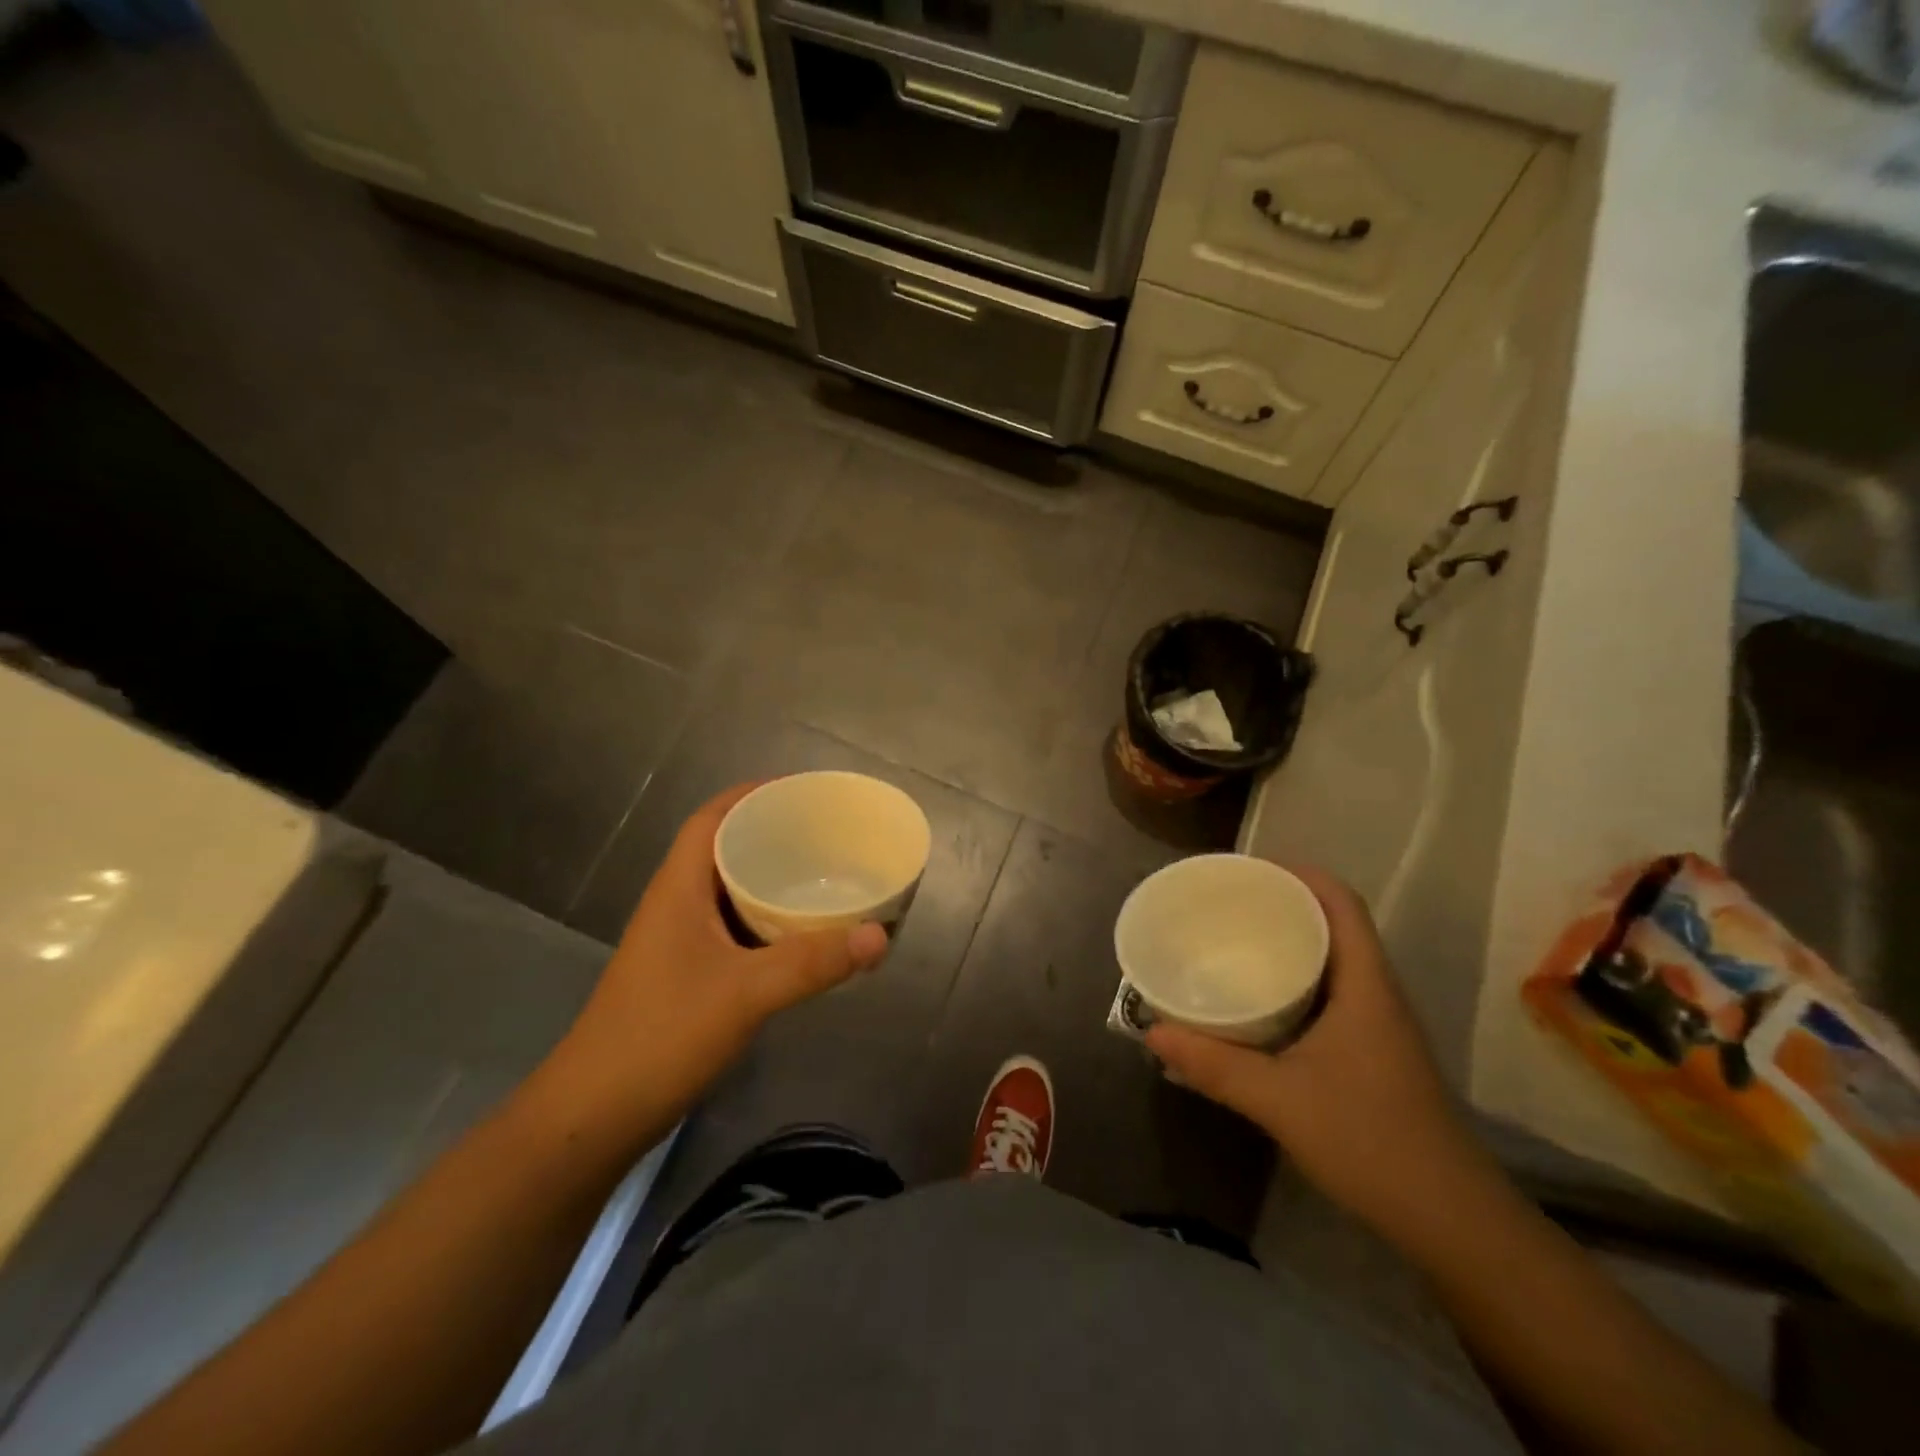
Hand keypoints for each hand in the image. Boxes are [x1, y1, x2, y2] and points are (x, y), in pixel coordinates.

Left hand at [536, 782, 888, 1150]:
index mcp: (679, 888)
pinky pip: (735, 928)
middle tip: (827, 833)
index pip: (712, 819)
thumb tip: (880, 935)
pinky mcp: (687, 973)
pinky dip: (768, 920)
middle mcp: (677, 904)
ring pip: (731, 891)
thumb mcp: (745, 993)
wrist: (595, 1114)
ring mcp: (679, 941)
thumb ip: (813, 963)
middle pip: (725, 849)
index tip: (802, 791)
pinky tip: (802, 934)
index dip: (752, 795)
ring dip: (771, 878)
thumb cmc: (661, 1035)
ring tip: (824, 874)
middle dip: (772, 834)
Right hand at [1146, 865, 1486, 1238]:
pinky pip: (1331, 994)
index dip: (1301, 874)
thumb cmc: (1370, 1141)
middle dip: (1284, 905)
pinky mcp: (1373, 1054)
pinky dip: (1296, 982)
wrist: (1450, 1220)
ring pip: (1334, 961)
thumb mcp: (1279, 1100)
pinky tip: (1260, 1003)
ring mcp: (1379, 1026)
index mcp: (1365, 985)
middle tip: (1227, 904)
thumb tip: (1151, 1031)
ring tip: (1235, 942)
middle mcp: (1377, 994)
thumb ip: (1214, 1065)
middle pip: (1335, 924)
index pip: (1342, 903)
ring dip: (1290, 944)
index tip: (1250, 869)